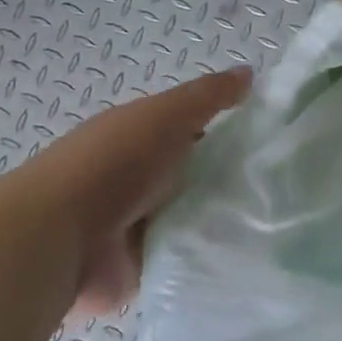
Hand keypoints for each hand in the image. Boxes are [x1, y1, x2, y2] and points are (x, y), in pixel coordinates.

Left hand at [0, 67, 251, 318]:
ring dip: (223, 220)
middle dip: (232, 179)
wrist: (57, 238)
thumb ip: (209, 96)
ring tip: (275, 221)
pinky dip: (206, 256)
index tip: (271, 142)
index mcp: (139, 136)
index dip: (230, 131)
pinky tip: (247, 253)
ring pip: (195, 218)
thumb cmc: (114, 162)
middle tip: (284, 185)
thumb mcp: (166, 114)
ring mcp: (138, 225)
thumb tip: (250, 73)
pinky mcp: (141, 268)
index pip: (193, 130)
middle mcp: (140, 178)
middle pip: (197, 175)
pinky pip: (185, 258)